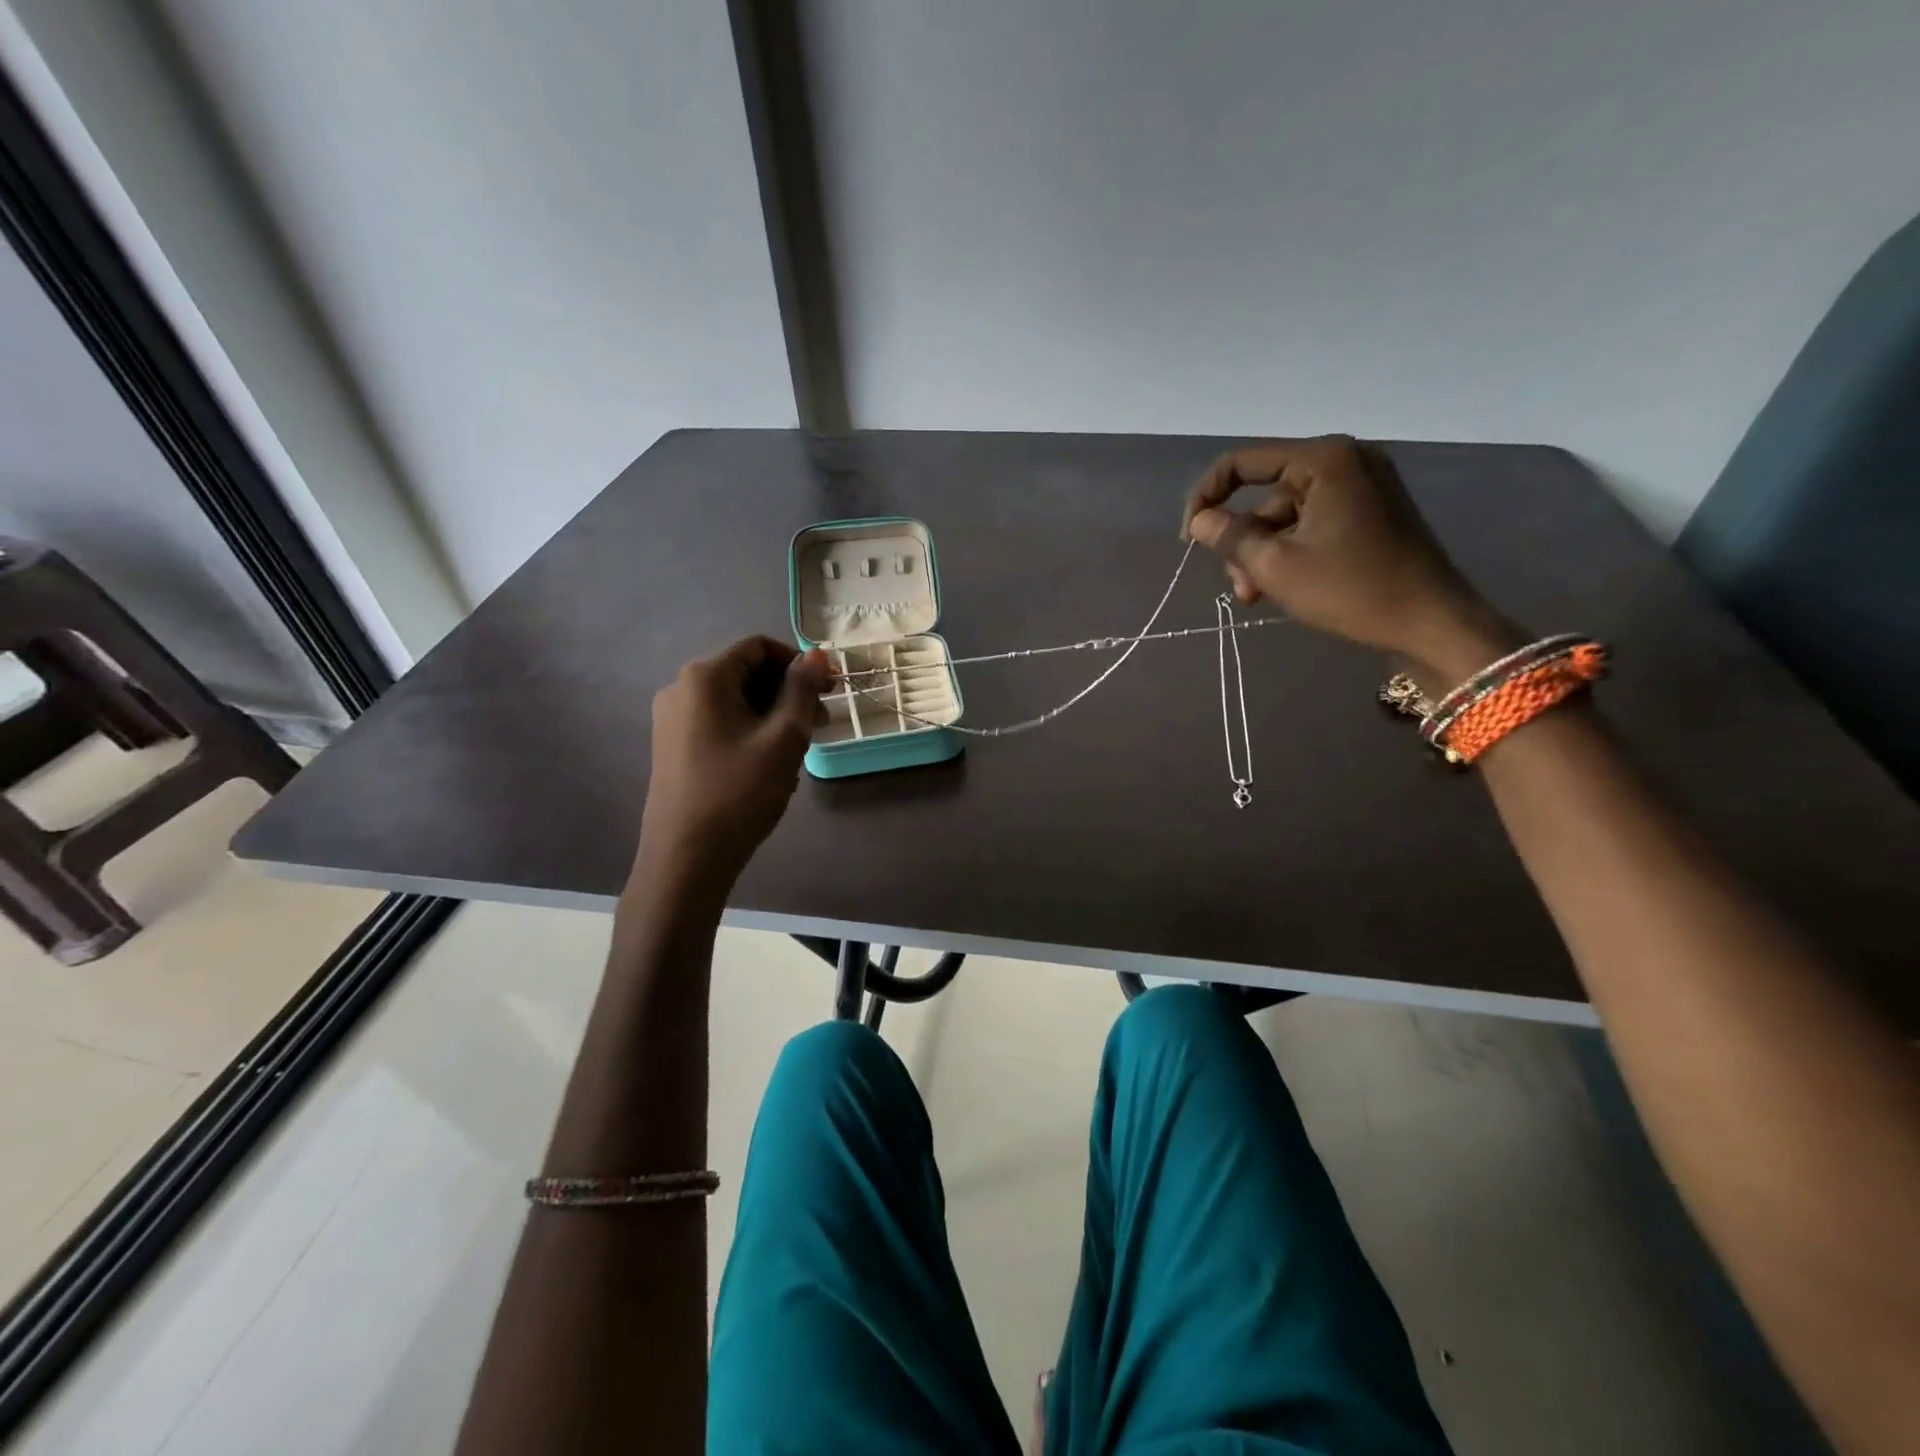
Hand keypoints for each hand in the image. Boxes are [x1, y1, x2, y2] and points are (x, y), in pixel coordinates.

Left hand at [632, 636, 831, 901]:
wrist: (687, 857)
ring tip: (800, 747)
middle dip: (788, 690)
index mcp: (704, 677)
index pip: (759, 647)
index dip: (799, 662)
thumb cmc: (739, 792)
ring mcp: (673, 720)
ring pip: (735, 700)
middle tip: (821, 722)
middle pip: (746, 672)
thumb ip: (801, 690)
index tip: (829, 690)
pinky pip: (720, 723)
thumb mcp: (783, 738)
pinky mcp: (674, 747)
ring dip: (773, 713)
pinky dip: (751, 730)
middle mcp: (681, 689)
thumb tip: (817, 655)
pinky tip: (771, 763)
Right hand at [1182, 435, 1513, 676]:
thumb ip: (1230, 537)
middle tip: (1238, 587)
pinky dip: (1292, 551)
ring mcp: (1363, 486)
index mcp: (1324, 460)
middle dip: (1243, 541)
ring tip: (1259, 596)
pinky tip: (1285, 586)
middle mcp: (1345, 461)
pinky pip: (1313, 523)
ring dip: (1264, 554)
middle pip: (1266, 494)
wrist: (1430, 622)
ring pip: (1287, 515)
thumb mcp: (1276, 566)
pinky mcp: (1371, 512)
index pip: (1241, 463)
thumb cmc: (1350, 589)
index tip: (1190, 539)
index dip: (1206, 498)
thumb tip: (1200, 521)